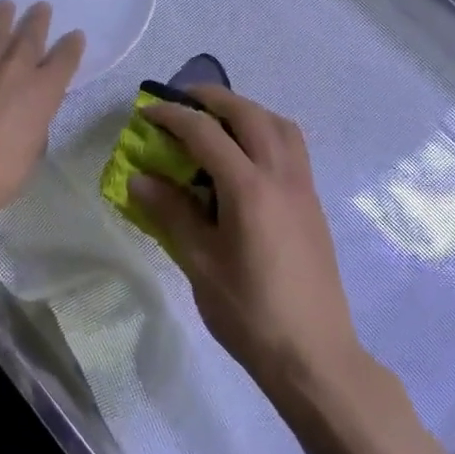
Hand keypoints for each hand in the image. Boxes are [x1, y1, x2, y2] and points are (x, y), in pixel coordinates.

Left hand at [0, 0, 85, 230]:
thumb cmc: (2, 173)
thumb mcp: (34, 149)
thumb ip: (35, 123)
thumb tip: (30, 114)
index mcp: (42, 92)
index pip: (64, 60)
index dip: (72, 47)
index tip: (75, 36)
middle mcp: (13, 72)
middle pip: (29, 38)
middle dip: (37, 21)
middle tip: (41, 6)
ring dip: (0, 19)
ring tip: (5, 5)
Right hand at [132, 87, 363, 395]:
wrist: (314, 355)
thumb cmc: (249, 313)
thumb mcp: (200, 264)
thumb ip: (172, 213)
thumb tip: (140, 179)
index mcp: (249, 189)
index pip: (206, 133)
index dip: (173, 116)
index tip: (147, 112)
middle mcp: (281, 176)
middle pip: (249, 114)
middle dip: (213, 99)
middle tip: (182, 102)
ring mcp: (303, 188)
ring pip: (279, 125)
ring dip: (246, 111)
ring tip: (218, 123)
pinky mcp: (313, 203)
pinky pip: (292, 147)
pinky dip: (266, 132)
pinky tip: (246, 159)